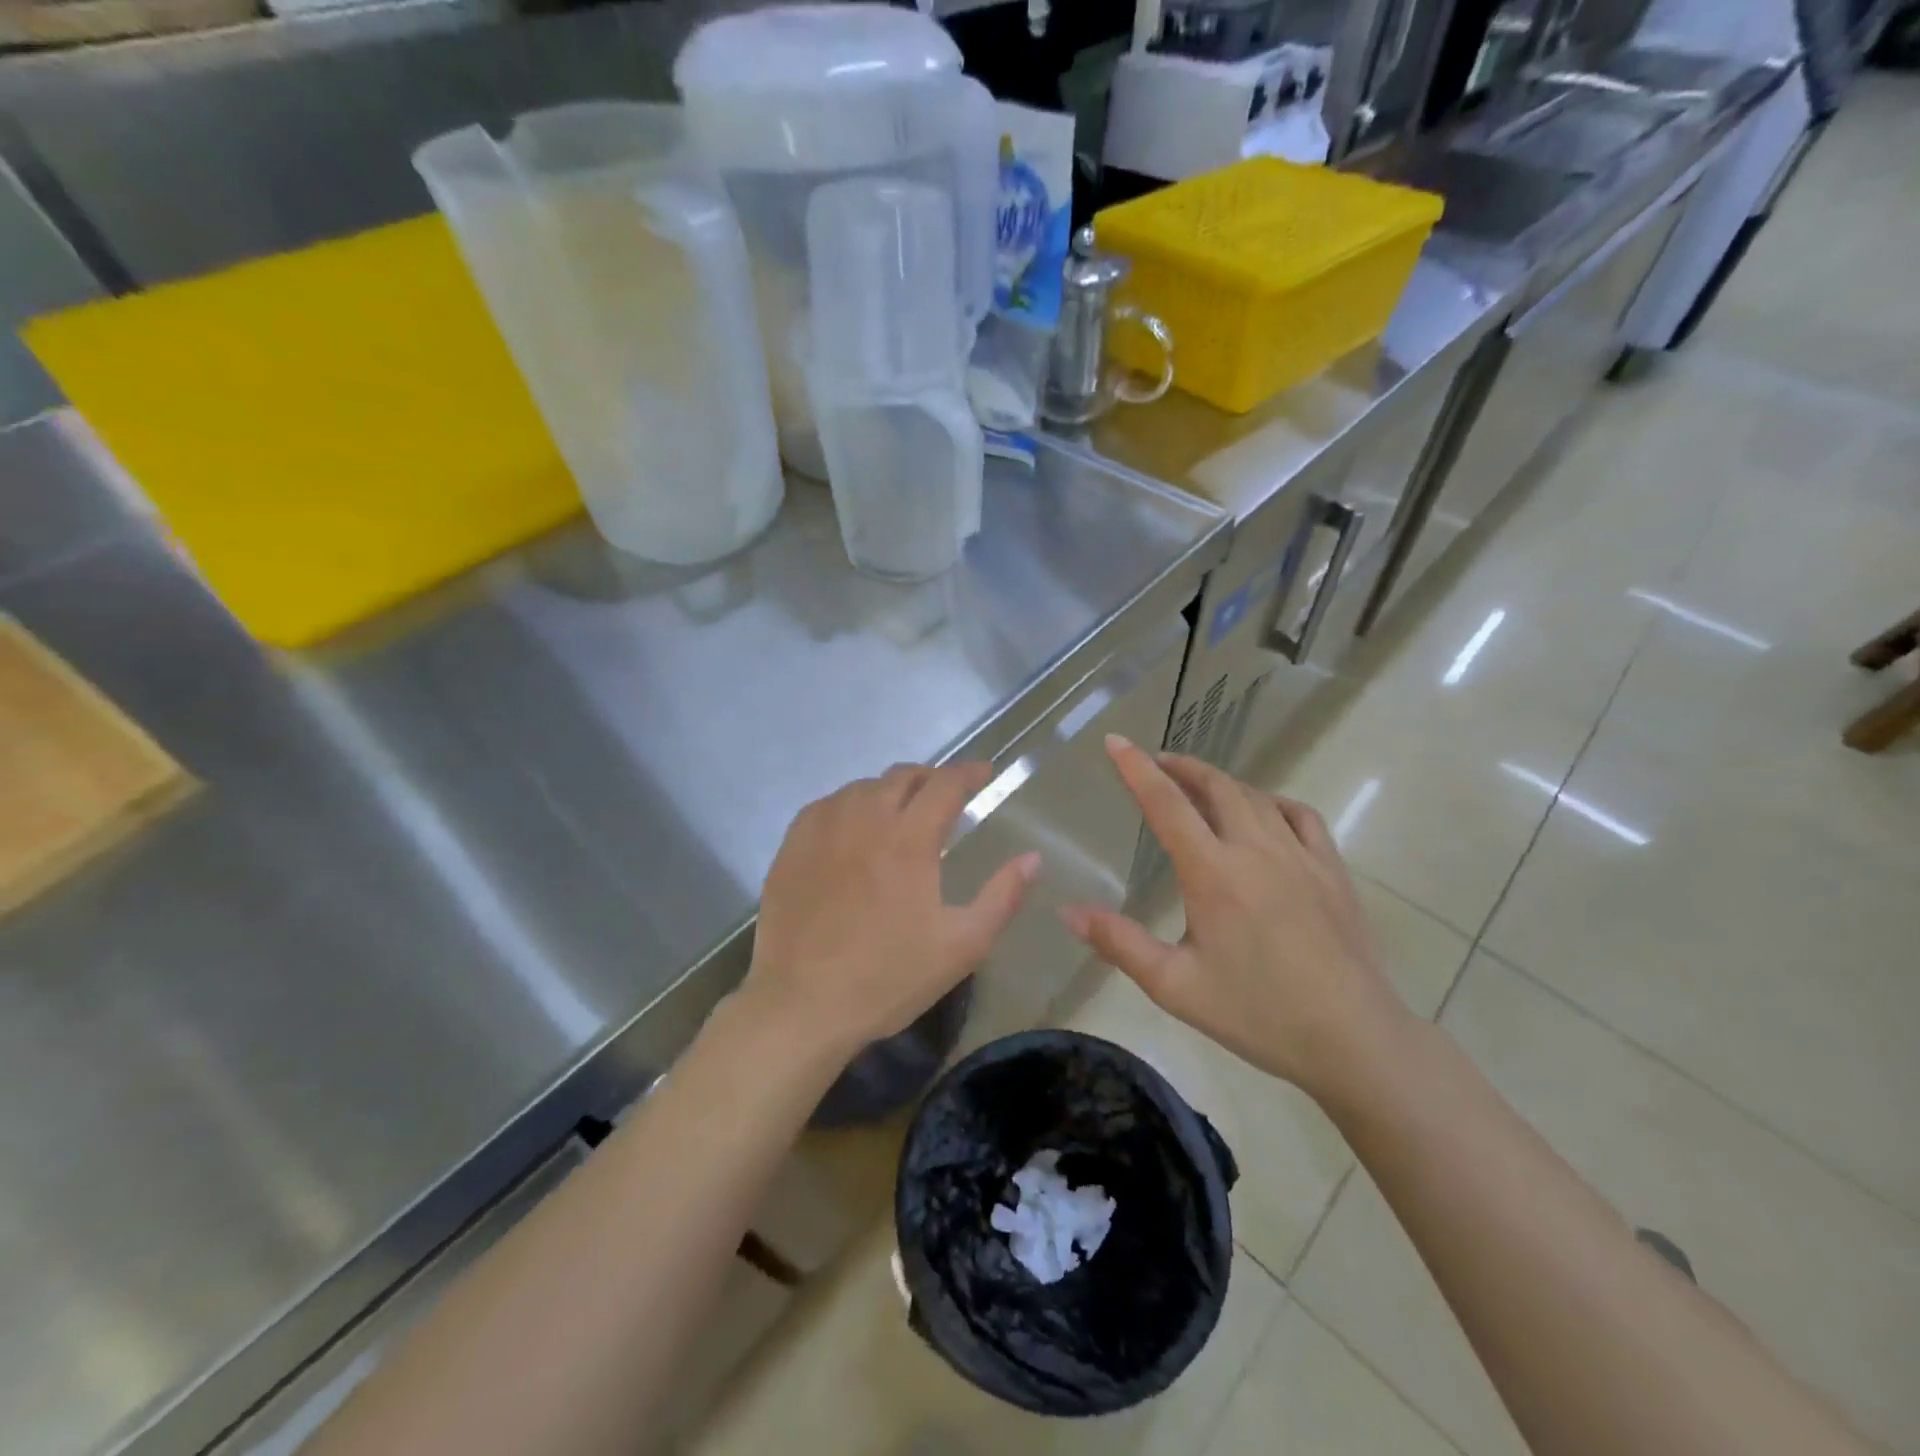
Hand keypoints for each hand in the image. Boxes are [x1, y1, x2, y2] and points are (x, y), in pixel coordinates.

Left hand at [743, 762, 1038, 1060]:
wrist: (802, 1005)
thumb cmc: (889, 977)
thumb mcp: (962, 945)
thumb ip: (1002, 896)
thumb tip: (1032, 858)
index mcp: (910, 839)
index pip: (945, 784)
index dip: (968, 772)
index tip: (984, 773)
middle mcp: (865, 819)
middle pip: (902, 777)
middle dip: (931, 778)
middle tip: (945, 795)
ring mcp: (823, 830)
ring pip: (862, 787)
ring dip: (890, 790)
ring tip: (901, 810)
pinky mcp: (792, 846)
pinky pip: (826, 805)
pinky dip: (850, 804)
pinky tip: (852, 825)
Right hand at [1061, 736, 1411, 1100]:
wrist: (1353, 1039)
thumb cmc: (1257, 1014)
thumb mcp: (1175, 985)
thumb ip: (1119, 943)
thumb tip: (1067, 910)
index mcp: (1213, 873)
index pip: (1167, 804)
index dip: (1137, 769)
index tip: (1116, 741)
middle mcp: (1256, 850)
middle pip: (1215, 787)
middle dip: (1181, 767)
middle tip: (1156, 763)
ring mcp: (1300, 856)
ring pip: (1255, 797)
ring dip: (1221, 782)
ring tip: (1199, 785)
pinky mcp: (1332, 870)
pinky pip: (1300, 816)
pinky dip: (1273, 802)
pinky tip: (1265, 813)